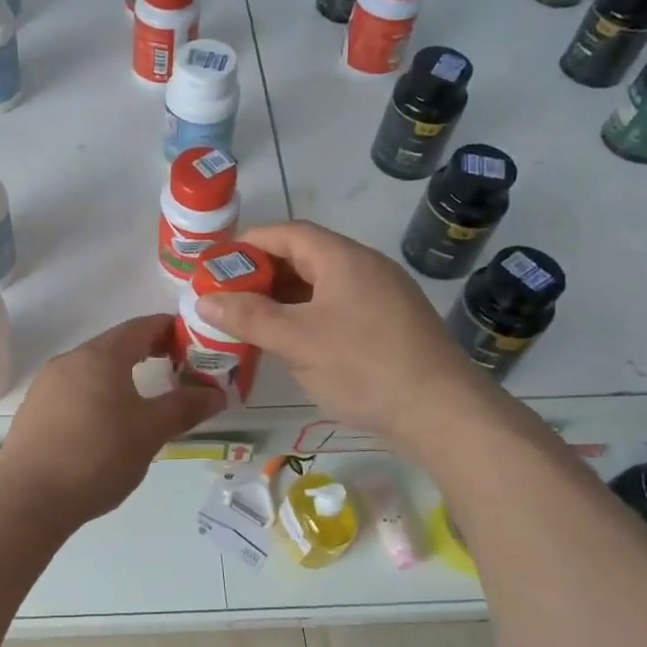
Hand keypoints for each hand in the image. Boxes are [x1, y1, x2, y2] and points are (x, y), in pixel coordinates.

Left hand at [0, 315, 224, 524]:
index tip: (195, 344)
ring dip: (122, 376)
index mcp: (100, 356)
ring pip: (93, 369)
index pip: (142, 326)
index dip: (171, 330)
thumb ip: (184, 407)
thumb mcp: (150, 432)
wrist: (28, 498)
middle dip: (149, 353)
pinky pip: (75, 390)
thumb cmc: (96, 456)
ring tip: (146, 400)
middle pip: (116, 345)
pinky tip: (107, 424)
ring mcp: (47, 384)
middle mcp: (70, 360)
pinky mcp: (34, 409)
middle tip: (178, 372)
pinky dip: (99, 394)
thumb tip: (217, 393)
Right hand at [196, 221, 487, 443]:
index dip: (249, 243)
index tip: (216, 264)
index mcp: (343, 259)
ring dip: (284, 298)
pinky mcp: (391, 325)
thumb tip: (203, 300)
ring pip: (322, 286)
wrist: (442, 414)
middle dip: (262, 274)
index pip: (288, 233)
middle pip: (305, 257)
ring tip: (251, 321)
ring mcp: (383, 297)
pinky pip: (339, 308)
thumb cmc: (364, 366)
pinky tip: (292, 342)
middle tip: (228, 297)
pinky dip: (308, 316)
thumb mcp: (296, 341)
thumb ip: (248, 317)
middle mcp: (366, 268)